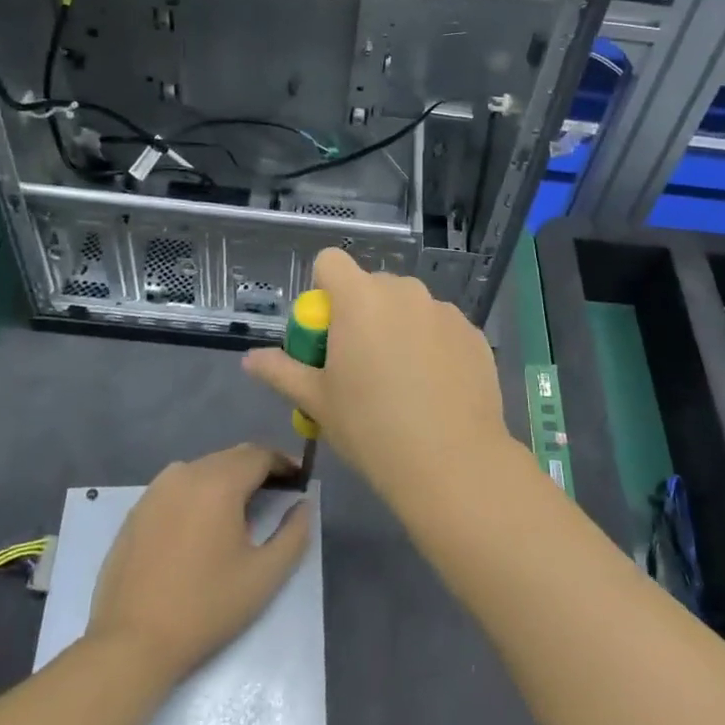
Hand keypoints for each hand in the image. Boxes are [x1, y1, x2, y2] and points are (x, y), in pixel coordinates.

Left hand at [85, 444, 311, 682]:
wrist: (130, 643)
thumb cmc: (205, 607)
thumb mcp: (264, 575)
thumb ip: (294, 534)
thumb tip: (303, 505)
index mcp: (219, 482)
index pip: (260, 455)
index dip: (284, 463)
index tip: (300, 480)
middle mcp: (187, 472)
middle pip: (232, 457)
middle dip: (258, 468)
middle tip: (278, 492)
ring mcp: (157, 489)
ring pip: (205, 468)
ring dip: (228, 478)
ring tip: (242, 508)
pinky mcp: (138, 509)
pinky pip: (179, 485)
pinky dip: (200, 492)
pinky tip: (204, 523)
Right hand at [242, 248, 513, 518]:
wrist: (453, 463)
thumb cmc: (372, 429)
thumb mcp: (317, 402)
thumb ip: (281, 372)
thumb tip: (251, 359)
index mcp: (361, 299)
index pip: (330, 261)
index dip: (323, 289)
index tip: (327, 331)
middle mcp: (404, 292)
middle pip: (372, 285)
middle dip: (362, 313)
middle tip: (361, 363)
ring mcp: (444, 310)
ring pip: (409, 306)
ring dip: (399, 326)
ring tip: (402, 380)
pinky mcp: (473, 332)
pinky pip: (440, 326)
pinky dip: (432, 344)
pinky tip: (435, 388)